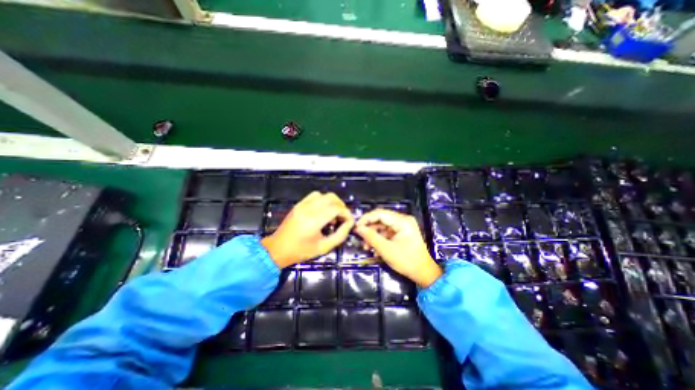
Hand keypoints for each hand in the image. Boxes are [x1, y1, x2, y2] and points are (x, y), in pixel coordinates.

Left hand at [261, 190, 353, 267]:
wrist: (278, 249)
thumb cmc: (301, 251)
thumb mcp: (323, 248)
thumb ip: (340, 235)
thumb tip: (349, 223)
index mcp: (314, 220)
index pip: (336, 208)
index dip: (346, 213)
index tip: (349, 221)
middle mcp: (308, 209)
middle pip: (332, 198)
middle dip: (341, 206)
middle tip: (342, 217)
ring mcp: (302, 205)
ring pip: (323, 195)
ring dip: (332, 202)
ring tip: (333, 215)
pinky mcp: (299, 204)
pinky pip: (314, 195)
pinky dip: (323, 200)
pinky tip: (322, 211)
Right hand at [356, 209, 441, 287]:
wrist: (424, 273)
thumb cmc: (407, 261)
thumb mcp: (386, 250)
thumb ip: (371, 237)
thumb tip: (358, 228)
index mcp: (402, 221)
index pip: (380, 213)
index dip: (366, 218)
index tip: (356, 227)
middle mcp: (403, 220)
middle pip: (381, 219)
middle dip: (369, 229)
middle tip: (360, 239)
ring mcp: (403, 226)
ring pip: (382, 226)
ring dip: (373, 235)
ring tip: (366, 247)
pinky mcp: (401, 232)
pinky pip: (387, 232)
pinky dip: (379, 238)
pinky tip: (374, 248)